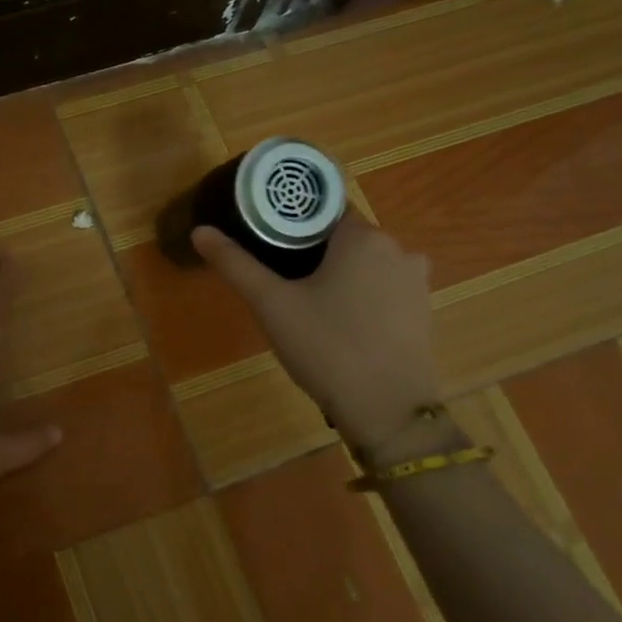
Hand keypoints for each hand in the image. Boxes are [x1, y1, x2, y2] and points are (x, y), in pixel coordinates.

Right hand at [193, 216, 442, 450]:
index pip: (322, 210)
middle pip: (343, 237)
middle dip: (310, 251)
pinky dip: (359, 295)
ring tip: (303, 302)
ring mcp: (415, 282)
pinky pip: (382, 289)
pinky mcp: (422, 312)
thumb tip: (199, 231)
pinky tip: (336, 322)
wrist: (387, 411)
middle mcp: (398, 249)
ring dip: (336, 274)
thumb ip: (235, 264)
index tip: (266, 240)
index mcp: (363, 237)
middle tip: (277, 278)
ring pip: (363, 264)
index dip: (291, 222)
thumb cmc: (327, 347)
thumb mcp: (272, 304)